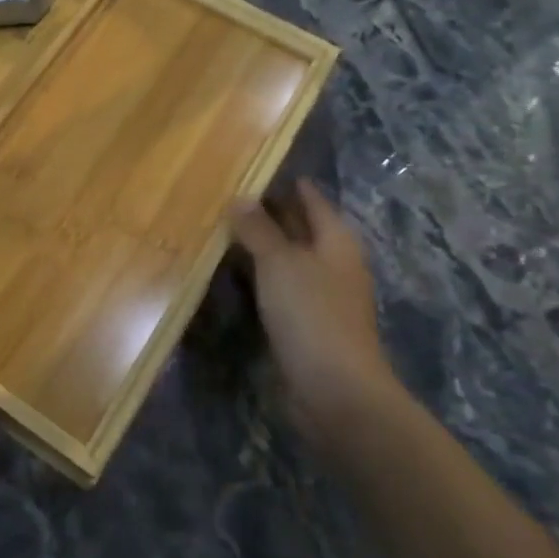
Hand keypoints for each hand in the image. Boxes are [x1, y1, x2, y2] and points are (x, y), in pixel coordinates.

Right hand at [228, 179, 400, 455]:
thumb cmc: (311, 313)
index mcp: (336, 242)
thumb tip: (240, 198)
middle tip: (230, 196)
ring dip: (261, 248)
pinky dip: (258, 277)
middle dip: (272, 214)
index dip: (290, 185)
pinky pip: (278, 288)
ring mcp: (320, 297)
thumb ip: (258, 229)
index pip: (312, 201)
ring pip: (287, 260)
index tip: (260, 168)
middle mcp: (332, 265)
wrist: (334, 389)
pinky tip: (233, 275)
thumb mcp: (280, 262)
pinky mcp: (305, 324)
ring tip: (223, 230)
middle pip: (301, 230)